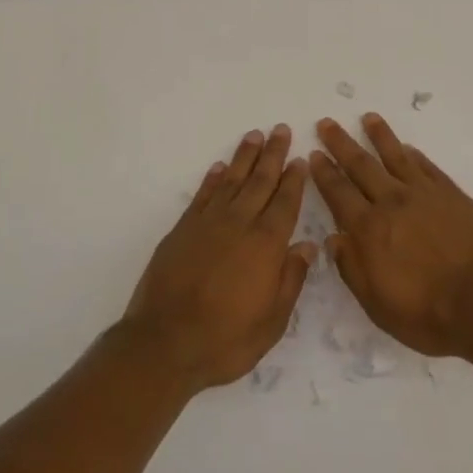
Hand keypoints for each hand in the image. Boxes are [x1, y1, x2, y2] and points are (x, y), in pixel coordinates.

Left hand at [122, 125, 316, 392]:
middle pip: (260, 181)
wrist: (164, 343)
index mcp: (265, 245)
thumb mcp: (271, 322)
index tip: (299, 158)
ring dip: (244, 157)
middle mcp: (239, 224)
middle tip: (281, 129)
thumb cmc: (225, 340)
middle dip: (273, 154)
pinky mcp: (183, 229)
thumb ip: (291, 280)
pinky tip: (220, 167)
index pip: (285, 203)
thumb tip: (308, 245)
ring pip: (232, 180)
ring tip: (254, 135)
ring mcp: (208, 223)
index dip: (293, 179)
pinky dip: (212, 179)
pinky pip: (202, 195)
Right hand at [312, 113, 472, 359]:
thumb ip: (352, 268)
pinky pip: (427, 167)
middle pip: (361, 165)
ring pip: (395, 156)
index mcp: (369, 229)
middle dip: (341, 144)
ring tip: (369, 118)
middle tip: (327, 123)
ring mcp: (425, 194)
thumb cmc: (428, 314)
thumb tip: (333, 239)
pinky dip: (414, 155)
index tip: (313, 154)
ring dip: (379, 136)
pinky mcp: (452, 195)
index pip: (339, 193)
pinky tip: (408, 148)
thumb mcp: (377, 305)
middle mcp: (392, 202)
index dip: (324, 173)